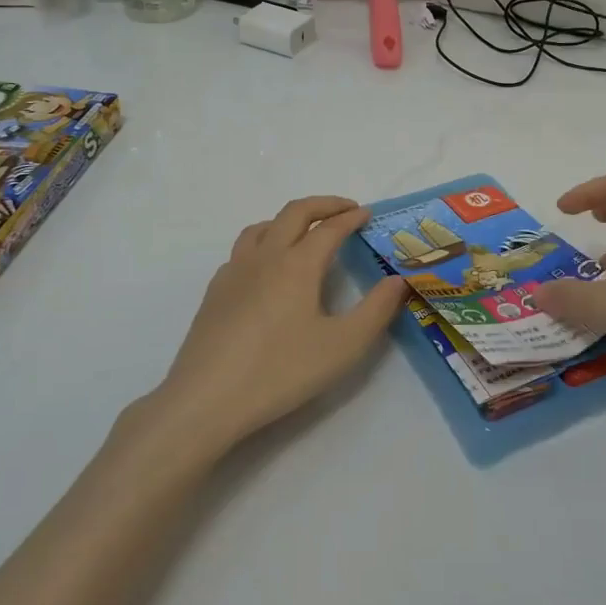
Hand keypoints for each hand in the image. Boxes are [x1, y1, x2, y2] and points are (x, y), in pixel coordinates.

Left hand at [147, 196, 408, 454]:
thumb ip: (376, 310)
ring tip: (305, 232)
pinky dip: (263, 242)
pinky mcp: (215, 292)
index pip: (329, 228)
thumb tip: (398, 280)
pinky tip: (267, 269)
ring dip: (289, 219)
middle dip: (323, 205)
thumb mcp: (343, 346)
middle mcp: (264, 257)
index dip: (351, 217)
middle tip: (345, 210)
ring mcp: (234, 272)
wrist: (207, 399)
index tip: (367, 214)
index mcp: (297, 264)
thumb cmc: (281, 371)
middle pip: (293, 213)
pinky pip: (242, 250)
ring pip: (262, 227)